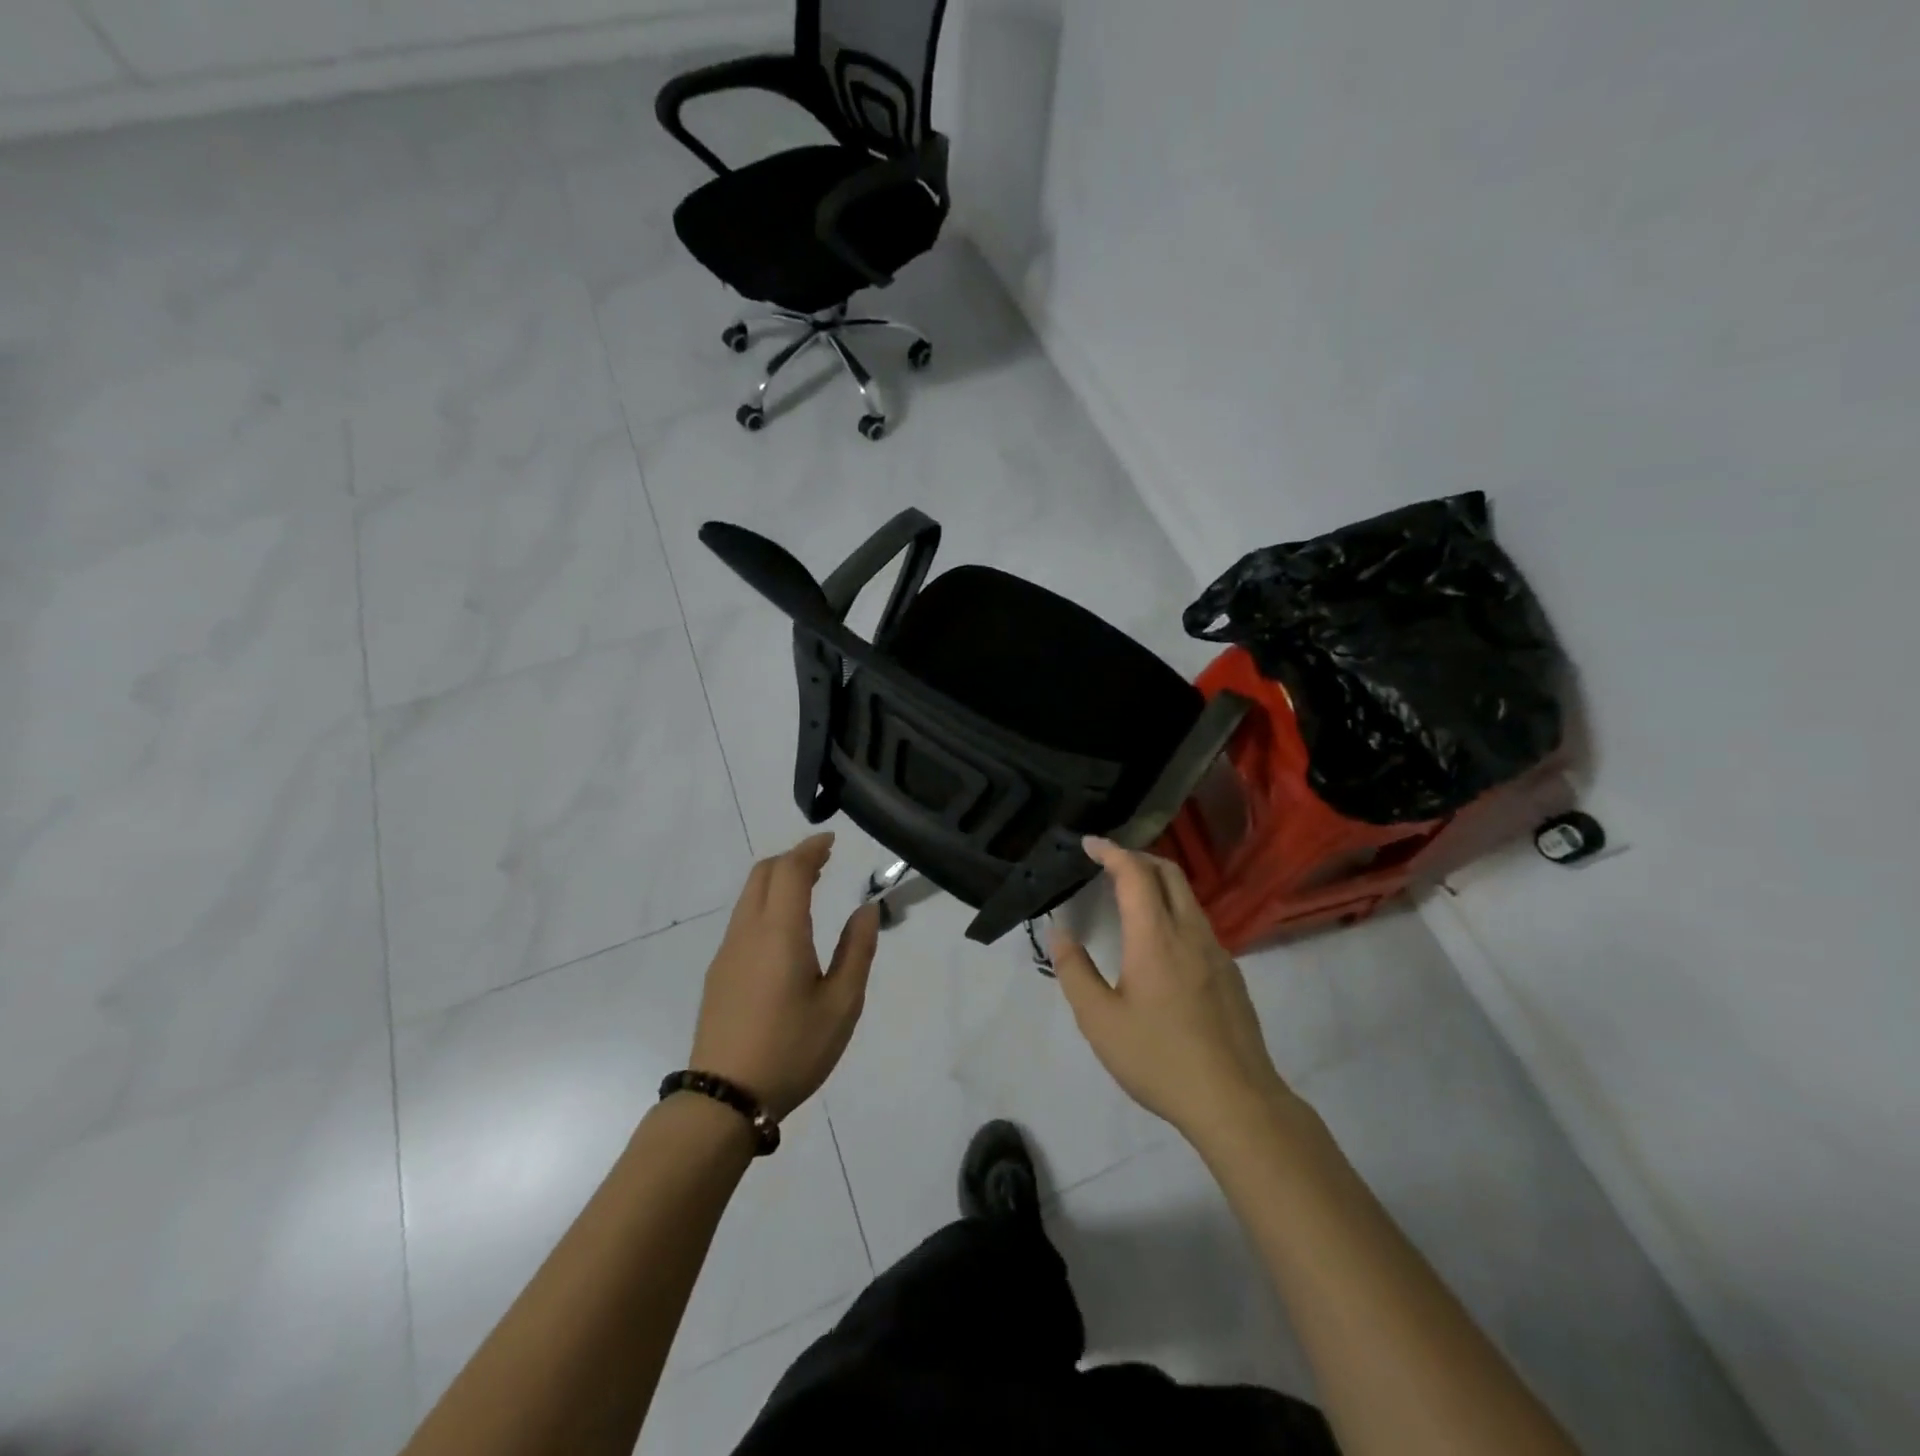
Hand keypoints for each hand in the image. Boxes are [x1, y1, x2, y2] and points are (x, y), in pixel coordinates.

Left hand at [689, 833, 880, 1120]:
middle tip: (823, 861)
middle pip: (763, 874)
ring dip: (777, 880)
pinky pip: (743, 919)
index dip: (810, 849)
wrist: (725, 1098)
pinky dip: (766, 903)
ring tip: (808, 888)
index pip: (790, 870)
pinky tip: (784, 928)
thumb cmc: (792, 1048)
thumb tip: (867, 909)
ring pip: (749, 896)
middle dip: (792, 859)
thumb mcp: (842, 1003)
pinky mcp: (719, 972)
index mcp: (780, 932)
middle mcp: (748, 931)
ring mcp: (727, 951)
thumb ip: (857, 950)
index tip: (831, 841)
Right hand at [1053, 837, 1291, 1141]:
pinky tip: (1160, 941)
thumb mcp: (1100, 1021)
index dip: (1111, 851)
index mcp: (1155, 937)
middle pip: (1168, 873)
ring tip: (1130, 895)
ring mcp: (1217, 951)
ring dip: (1158, 882)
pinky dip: (1174, 909)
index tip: (1089, 844)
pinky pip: (1198, 922)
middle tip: (1108, 862)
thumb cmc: (1159, 1058)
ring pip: (1187, 896)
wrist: (1236, 1101)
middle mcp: (1190, 932)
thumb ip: (1075, 971)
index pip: (1135, 873)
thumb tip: (1060, 932)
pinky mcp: (1230, 973)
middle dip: (1137, 857)